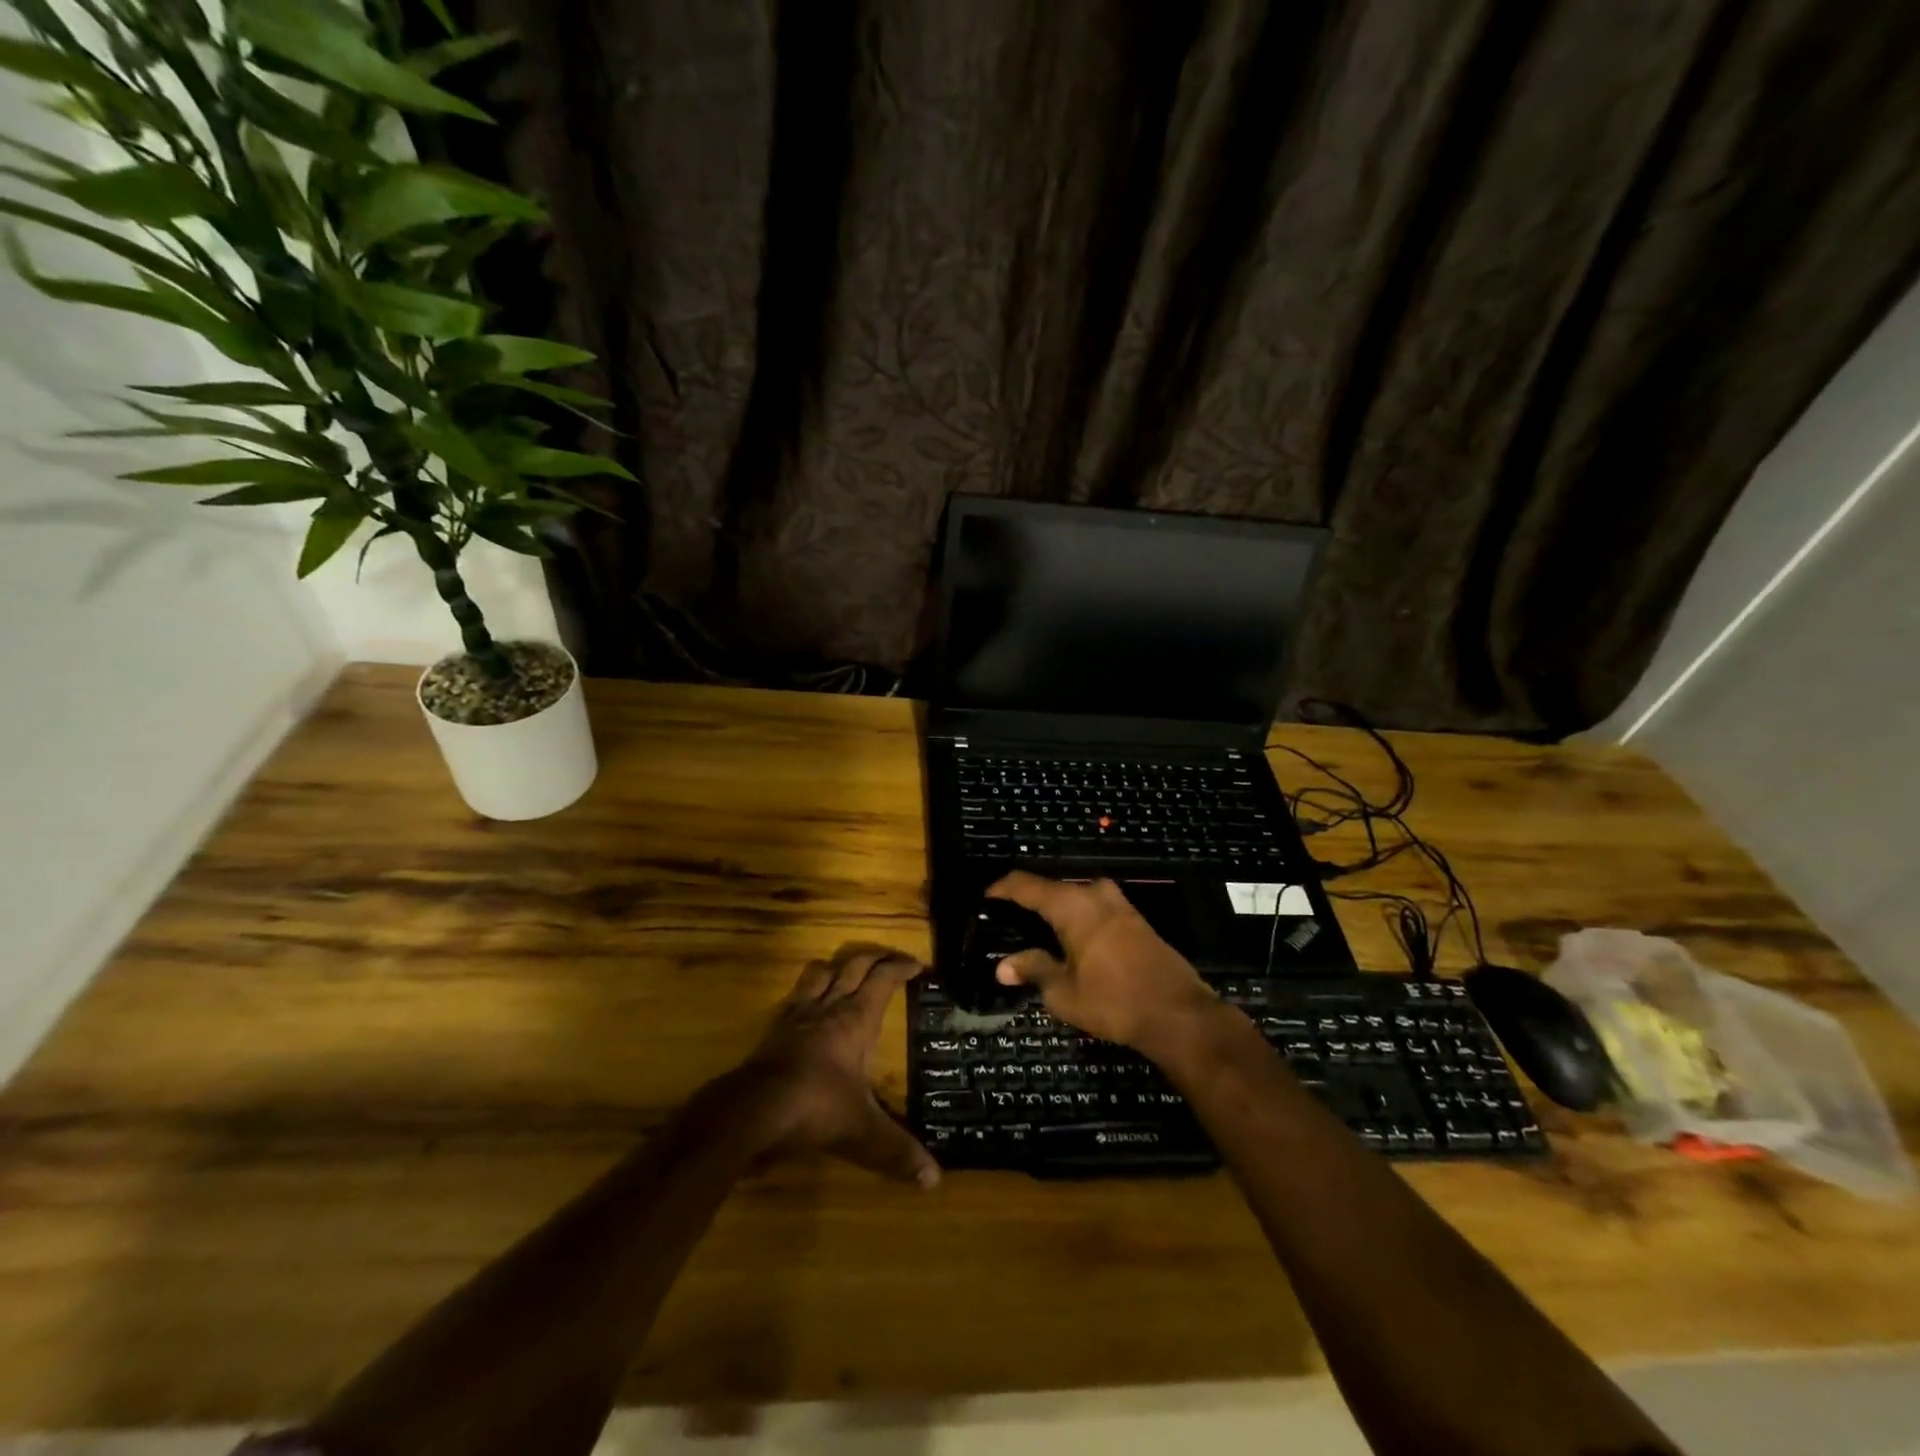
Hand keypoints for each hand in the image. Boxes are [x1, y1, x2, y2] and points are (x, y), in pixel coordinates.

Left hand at [727, 945, 939, 1187]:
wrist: (752, 1109)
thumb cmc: (815, 1108)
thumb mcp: (863, 1133)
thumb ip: (897, 1152)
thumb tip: (934, 1180)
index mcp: (856, 1019)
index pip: (882, 979)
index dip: (901, 968)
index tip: (917, 965)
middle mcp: (829, 1007)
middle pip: (853, 966)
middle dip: (875, 958)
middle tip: (890, 960)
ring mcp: (798, 1015)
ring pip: (820, 972)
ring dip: (837, 966)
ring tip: (847, 970)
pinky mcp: (774, 1029)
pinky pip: (795, 996)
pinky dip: (807, 990)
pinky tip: (808, 1003)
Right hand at [987, 873, 1222, 1059]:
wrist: (1179, 1014)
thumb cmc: (1114, 1001)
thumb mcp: (1064, 992)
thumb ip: (1033, 970)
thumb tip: (1003, 965)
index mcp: (1072, 904)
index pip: (1025, 884)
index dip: (1001, 889)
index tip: (983, 899)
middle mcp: (1094, 894)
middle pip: (1051, 889)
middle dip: (1028, 902)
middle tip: (1006, 922)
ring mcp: (1119, 904)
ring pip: (1075, 898)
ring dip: (1054, 911)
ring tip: (1033, 932)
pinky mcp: (1135, 919)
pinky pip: (1094, 909)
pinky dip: (1076, 919)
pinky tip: (1068, 941)